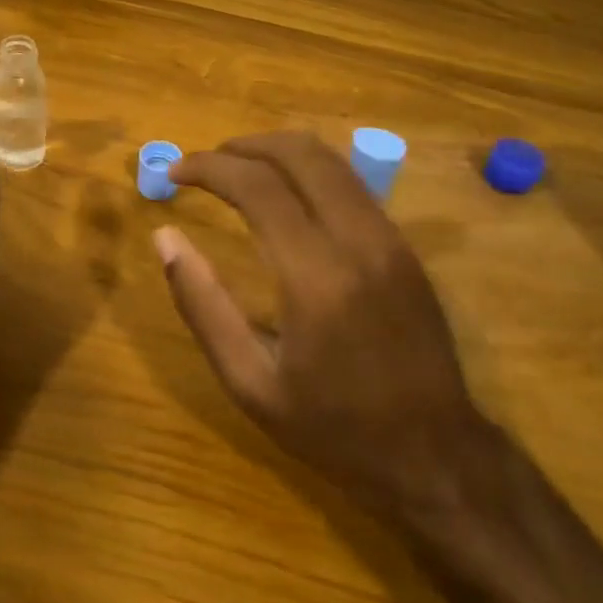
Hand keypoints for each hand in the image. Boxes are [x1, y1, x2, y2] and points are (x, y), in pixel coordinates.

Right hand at [154, 132, 484, 517]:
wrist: (437, 457)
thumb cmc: (334, 429)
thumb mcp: (250, 382)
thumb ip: (202, 305)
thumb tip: (165, 238)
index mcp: (316, 276)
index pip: (257, 186)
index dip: (209, 167)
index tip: (173, 172)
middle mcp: (359, 240)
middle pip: (300, 153)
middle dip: (244, 145)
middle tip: (204, 164)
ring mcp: (390, 239)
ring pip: (332, 160)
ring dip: (277, 152)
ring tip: (237, 172)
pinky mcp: (406, 247)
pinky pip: (352, 185)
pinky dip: (308, 173)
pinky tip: (284, 197)